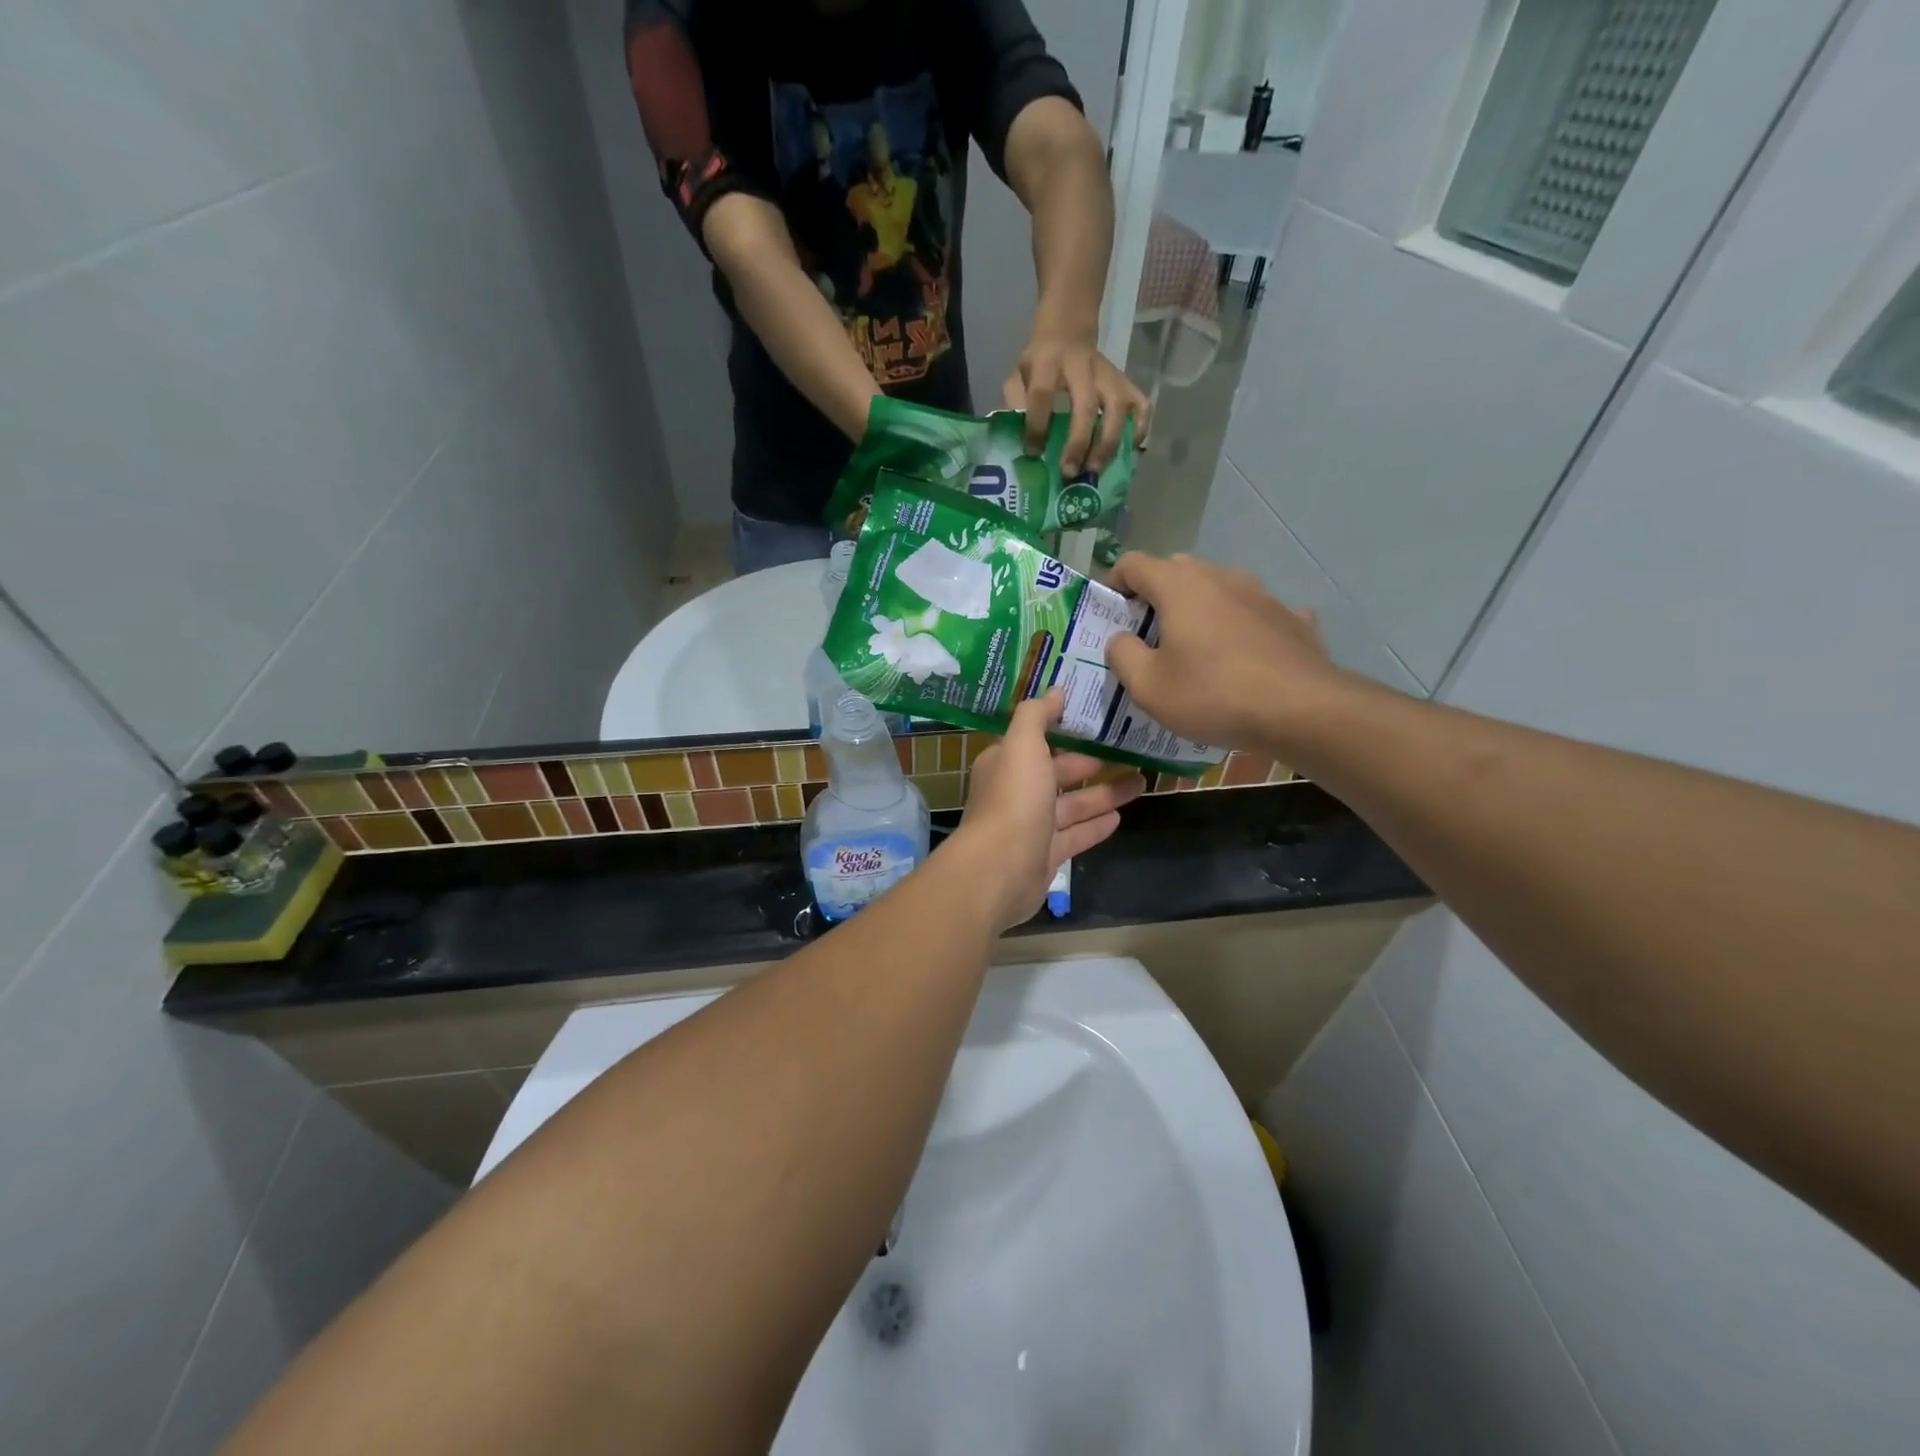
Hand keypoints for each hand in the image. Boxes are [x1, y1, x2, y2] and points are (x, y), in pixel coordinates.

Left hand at [947, 691, 1143, 930]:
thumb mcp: (1022, 745)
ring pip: (1072, 805)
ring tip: (1142, 781)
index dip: (1065, 730)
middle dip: (1091, 763)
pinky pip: (1075, 835)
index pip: (1037, 741)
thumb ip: (1037, 715)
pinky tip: (1121, 816)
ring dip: (1104, 793)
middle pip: (1058, 773)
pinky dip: (1096, 825)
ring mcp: (1031, 827)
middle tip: (1130, 752)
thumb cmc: (1013, 800)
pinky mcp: (1045, 856)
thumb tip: (1056, 690)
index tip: (1098, 720)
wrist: (999, 871)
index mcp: (1006, 763)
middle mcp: (1016, 792)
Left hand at [1003, 330, 1150, 476]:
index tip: (1033, 453)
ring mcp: (1109, 374)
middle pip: (1086, 405)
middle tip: (1070, 472)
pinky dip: (1140, 429)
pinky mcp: (1126, 382)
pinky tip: (1131, 451)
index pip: (1042, 394)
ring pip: (1119, 407)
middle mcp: (1082, 366)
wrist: (1068, 330)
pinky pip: (1142, 405)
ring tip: (1095, 469)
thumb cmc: (1040, 363)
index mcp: (1048, 363)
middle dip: (1079, 443)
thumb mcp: (1018, 376)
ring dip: (1109, 443)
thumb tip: (1020, 446)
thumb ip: (1015, 404)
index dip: (1037, 426)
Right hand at [1104, 552, 1356, 754]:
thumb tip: (1120, 638)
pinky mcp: (1291, 617)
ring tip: (1198, 649)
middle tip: (1150, 636)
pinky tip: (1246, 654)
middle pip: (1176, 570)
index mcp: (1179, 586)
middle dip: (1156, 596)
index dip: (1115, 584)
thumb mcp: (1148, 687)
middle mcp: (1220, 577)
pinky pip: (1255, 614)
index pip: (1133, 563)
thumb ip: (1122, 655)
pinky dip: (1242, 627)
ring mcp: (1261, 594)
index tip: (1112, 615)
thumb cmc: (1213, 695)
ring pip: (1218, 588)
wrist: (1303, 710)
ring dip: (1200, 609)